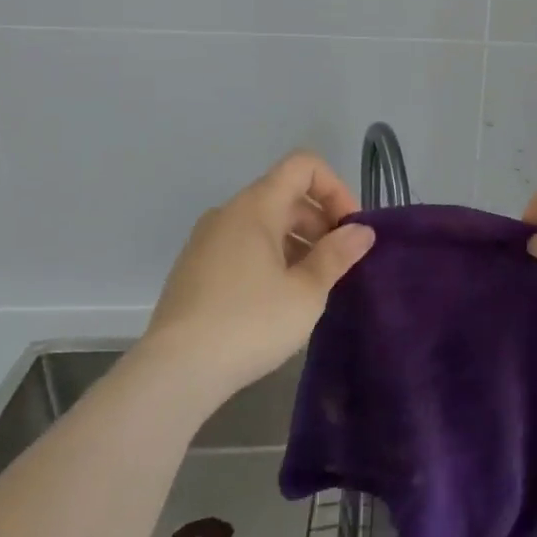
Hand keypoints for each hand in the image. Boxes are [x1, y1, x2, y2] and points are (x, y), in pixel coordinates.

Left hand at [141, 151, 375, 398]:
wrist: (175, 371)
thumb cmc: (250, 323)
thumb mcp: (306, 291)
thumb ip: (338, 255)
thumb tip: (361, 231)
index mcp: (255, 207)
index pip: (303, 165)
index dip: (335, 188)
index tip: (349, 229)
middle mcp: (228, 213)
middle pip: (285, 194)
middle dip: (321, 221)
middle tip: (339, 264)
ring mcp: (206, 241)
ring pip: (264, 223)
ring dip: (298, 242)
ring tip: (313, 286)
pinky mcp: (195, 269)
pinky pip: (243, 246)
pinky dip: (271, 258)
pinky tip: (279, 300)